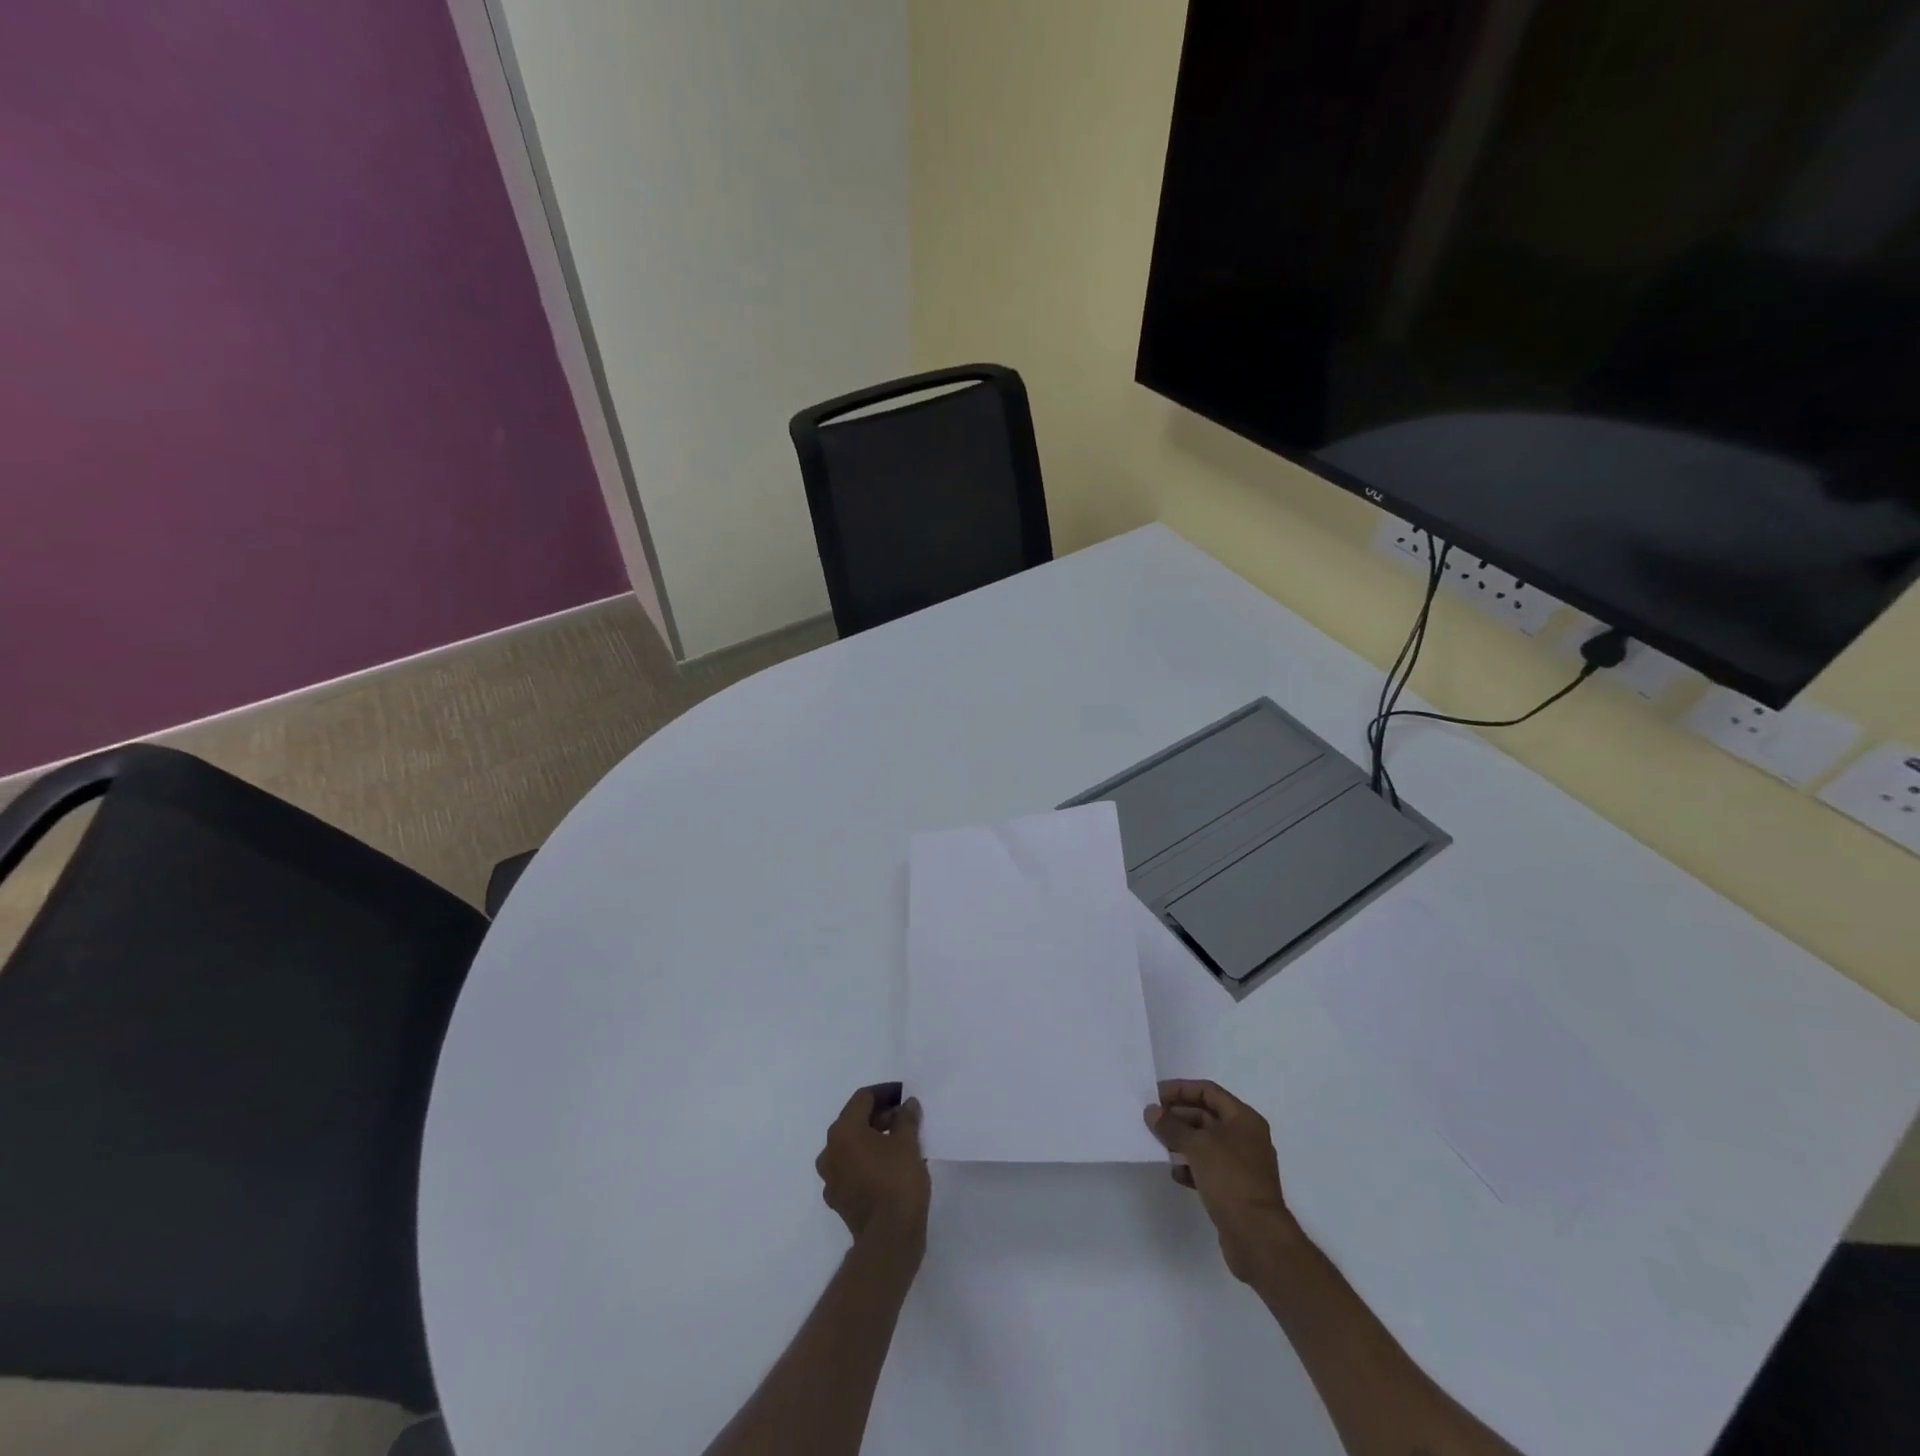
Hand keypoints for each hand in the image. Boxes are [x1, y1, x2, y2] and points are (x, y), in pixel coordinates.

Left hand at [816, 1084, 930, 1250]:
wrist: (889, 1240)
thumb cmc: (897, 1182)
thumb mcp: (908, 1143)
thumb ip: (906, 1118)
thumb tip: (908, 1105)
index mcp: (843, 1132)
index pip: (863, 1098)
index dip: (886, 1093)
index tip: (905, 1095)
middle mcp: (830, 1152)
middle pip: (855, 1121)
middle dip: (881, 1116)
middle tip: (906, 1118)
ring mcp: (831, 1178)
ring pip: (853, 1146)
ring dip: (875, 1139)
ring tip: (902, 1141)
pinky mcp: (839, 1200)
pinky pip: (853, 1169)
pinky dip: (869, 1161)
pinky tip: (891, 1166)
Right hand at [1145, 1079, 1297, 1284]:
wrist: (1257, 1237)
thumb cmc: (1230, 1179)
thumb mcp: (1197, 1145)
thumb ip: (1171, 1126)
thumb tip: (1151, 1111)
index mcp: (1244, 1119)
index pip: (1208, 1091)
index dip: (1180, 1090)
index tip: (1155, 1096)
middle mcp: (1245, 1137)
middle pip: (1206, 1116)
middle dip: (1178, 1116)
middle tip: (1151, 1120)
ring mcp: (1241, 1165)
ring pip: (1206, 1143)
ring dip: (1181, 1141)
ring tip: (1158, 1144)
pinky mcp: (1235, 1189)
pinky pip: (1208, 1168)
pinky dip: (1191, 1166)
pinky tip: (1175, 1173)